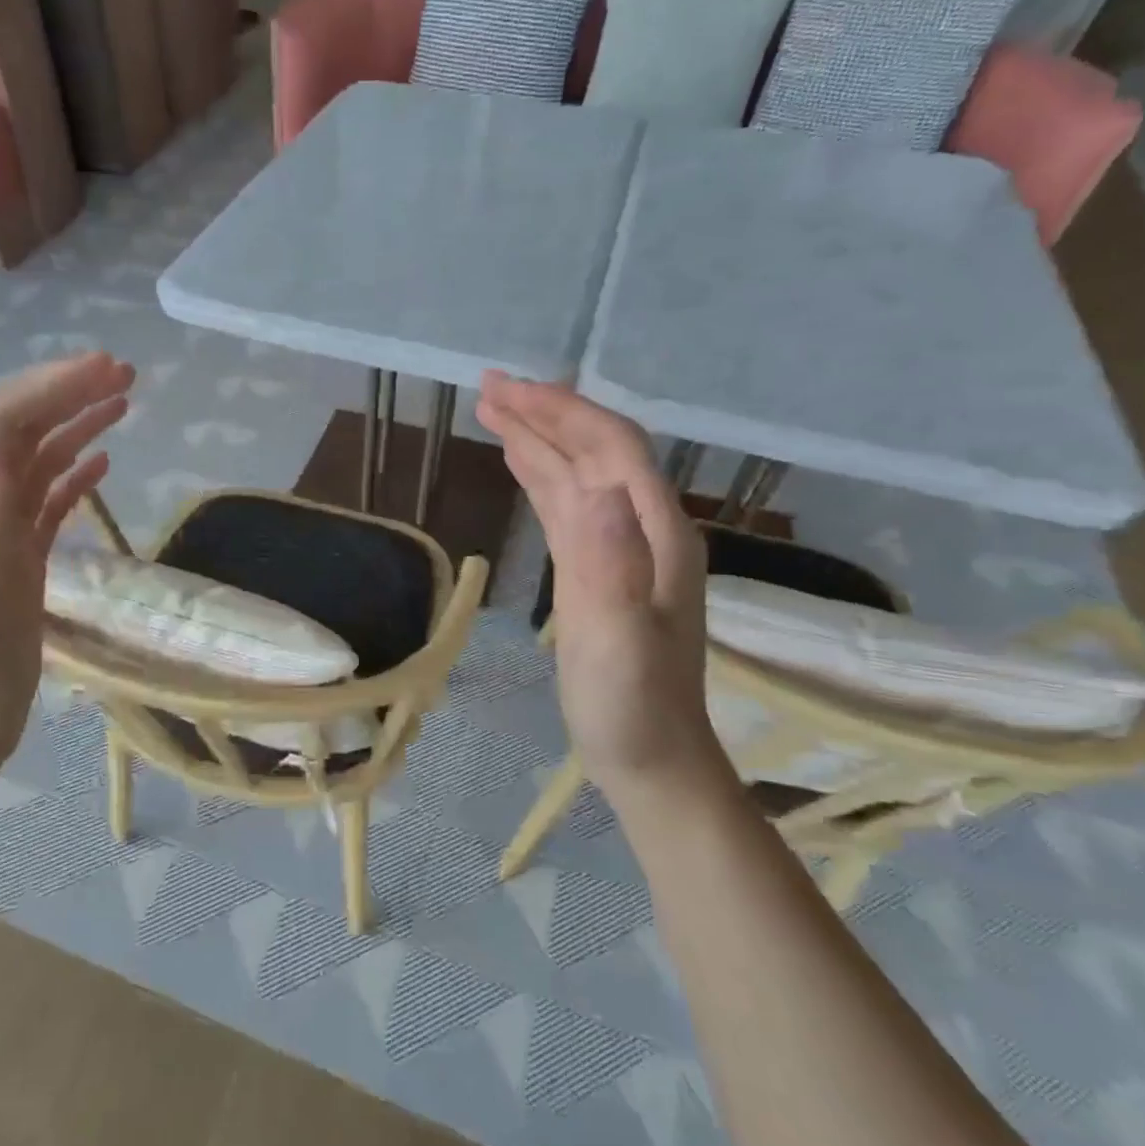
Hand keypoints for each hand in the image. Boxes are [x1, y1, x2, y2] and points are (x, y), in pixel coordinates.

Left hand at [0, 352, 135, 778]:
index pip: (2, 422)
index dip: (52, 388)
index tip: (107, 369)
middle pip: (19, 429)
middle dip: (67, 392)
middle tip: (125, 373)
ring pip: (35, 459)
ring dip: (75, 424)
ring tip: (123, 402)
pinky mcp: (14, 557)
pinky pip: (45, 499)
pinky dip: (73, 472)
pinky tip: (102, 464)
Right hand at [476, 373, 722, 802]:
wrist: (651, 758)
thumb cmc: (632, 705)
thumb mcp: (619, 639)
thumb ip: (609, 564)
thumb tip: (590, 488)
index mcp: (655, 534)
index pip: (612, 448)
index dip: (563, 412)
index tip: (509, 390)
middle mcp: (642, 529)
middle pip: (595, 450)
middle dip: (545, 414)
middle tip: (488, 388)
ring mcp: (620, 549)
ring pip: (578, 474)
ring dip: (539, 439)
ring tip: (493, 411)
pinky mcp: (596, 570)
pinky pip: (567, 506)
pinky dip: (542, 476)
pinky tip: (522, 464)